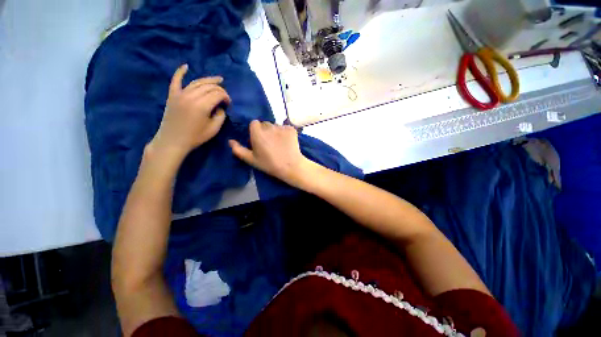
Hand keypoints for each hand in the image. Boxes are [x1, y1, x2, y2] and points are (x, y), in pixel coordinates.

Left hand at [149, 64, 230, 159]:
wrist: (173, 141)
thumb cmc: (195, 137)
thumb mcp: (213, 129)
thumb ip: (220, 116)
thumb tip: (220, 107)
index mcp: (202, 105)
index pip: (218, 94)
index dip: (226, 97)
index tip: (228, 104)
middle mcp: (191, 96)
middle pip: (209, 86)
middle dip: (220, 89)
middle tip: (224, 97)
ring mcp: (180, 94)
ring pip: (197, 82)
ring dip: (209, 80)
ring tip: (218, 79)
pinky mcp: (172, 95)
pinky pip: (176, 80)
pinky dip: (180, 72)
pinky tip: (186, 66)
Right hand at [229, 121, 311, 185]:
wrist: (290, 166)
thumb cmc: (269, 164)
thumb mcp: (252, 160)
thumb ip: (239, 150)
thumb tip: (230, 141)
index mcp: (257, 132)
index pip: (254, 123)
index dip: (255, 131)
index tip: (258, 140)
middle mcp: (269, 126)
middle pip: (265, 124)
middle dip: (265, 131)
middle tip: (269, 143)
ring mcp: (281, 127)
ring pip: (276, 126)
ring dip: (275, 132)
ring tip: (279, 144)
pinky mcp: (291, 129)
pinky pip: (286, 128)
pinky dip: (285, 133)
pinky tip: (287, 142)